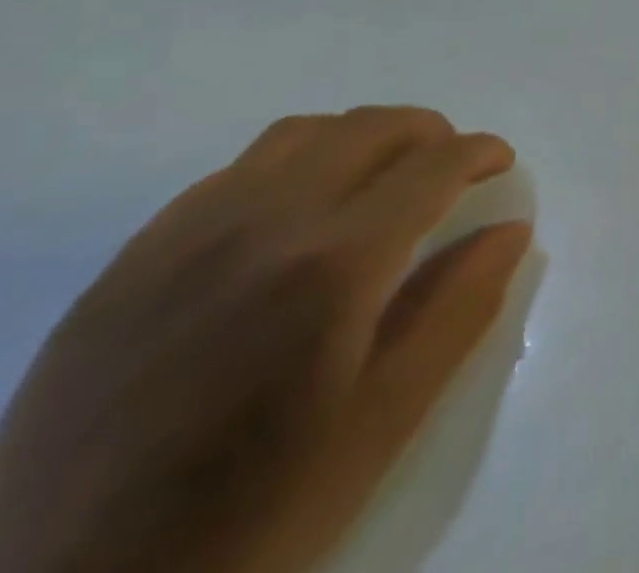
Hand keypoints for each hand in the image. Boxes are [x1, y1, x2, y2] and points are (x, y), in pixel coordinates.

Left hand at [0, 108, 531, 572]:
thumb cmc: (251, 510)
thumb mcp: (385, 420)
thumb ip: (460, 308)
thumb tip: (511, 229)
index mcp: (333, 264)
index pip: (433, 163)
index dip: (480, 152)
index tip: (500, 165)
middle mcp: (262, 226)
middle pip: (370, 128)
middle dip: (430, 134)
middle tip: (451, 169)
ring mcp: (182, 240)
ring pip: (299, 135)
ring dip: (360, 140)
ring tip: (378, 182)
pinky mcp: (127, 265)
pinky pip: (230, 175)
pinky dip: (290, 167)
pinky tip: (293, 220)